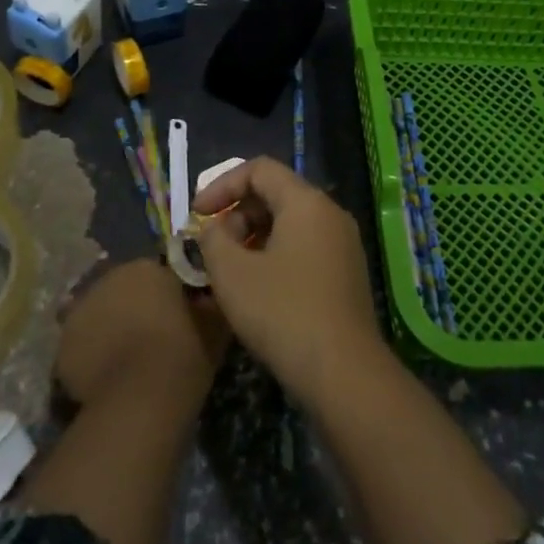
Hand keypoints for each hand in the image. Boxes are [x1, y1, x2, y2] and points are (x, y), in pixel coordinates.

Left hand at [55, 259, 229, 406]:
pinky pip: (80, 345)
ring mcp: (80, 311)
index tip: (175, 314)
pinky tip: (107, 377)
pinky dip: (91, 356)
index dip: (164, 293)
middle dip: (131, 307)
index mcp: (145, 267)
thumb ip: (206, 301)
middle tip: (149, 335)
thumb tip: (205, 297)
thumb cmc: (184, 352)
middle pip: (121, 290)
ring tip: (126, 359)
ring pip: (97, 315)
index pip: (155, 272)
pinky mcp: (62, 345)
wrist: (142, 397)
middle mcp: (107, 279)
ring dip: (108, 328)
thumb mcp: (213, 322)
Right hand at [192, 156, 379, 399]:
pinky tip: (256, 291)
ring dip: (253, 239)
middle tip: (212, 249)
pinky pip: (304, 248)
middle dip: (236, 215)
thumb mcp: (231, 273)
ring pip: (289, 224)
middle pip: (275, 194)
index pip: (259, 169)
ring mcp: (343, 244)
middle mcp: (330, 213)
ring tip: (229, 273)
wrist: (343, 373)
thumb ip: (212, 239)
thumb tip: (212, 229)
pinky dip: (274, 256)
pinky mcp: (346, 274)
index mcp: (306, 202)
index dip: (222, 185)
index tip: (197, 215)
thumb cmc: (282, 312)